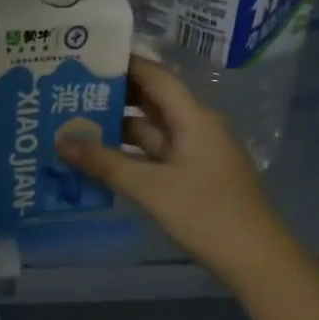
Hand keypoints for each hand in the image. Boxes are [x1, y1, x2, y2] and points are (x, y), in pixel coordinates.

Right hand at [57, 54, 290, 291]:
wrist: (257, 262)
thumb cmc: (206, 214)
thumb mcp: (150, 188)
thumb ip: (104, 163)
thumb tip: (61, 141)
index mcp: (194, 118)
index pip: (155, 76)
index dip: (123, 64)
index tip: (87, 57)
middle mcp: (197, 127)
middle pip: (152, 101)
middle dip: (114, 96)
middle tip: (71, 90)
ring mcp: (197, 154)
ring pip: (152, 131)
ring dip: (118, 128)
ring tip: (75, 123)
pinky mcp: (195, 177)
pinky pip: (156, 155)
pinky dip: (130, 154)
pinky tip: (101, 159)